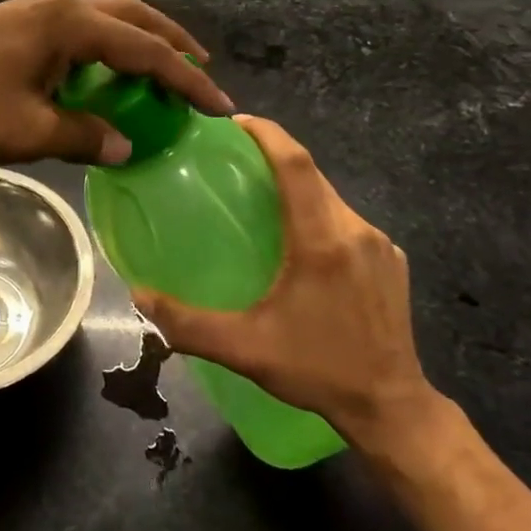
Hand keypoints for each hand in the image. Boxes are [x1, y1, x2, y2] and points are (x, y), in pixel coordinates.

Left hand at [0, 0, 232, 164]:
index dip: (186, 80)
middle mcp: (58, 7)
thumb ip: (84, 136)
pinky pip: (76, 28)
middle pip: (131, 17)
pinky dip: (103, 46)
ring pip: (103, 18)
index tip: (219, 107)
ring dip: (136, 40)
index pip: (145, 51)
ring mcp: (33, 10)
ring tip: (158, 69)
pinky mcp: (13, 22)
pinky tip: (100, 72)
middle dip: (170, 42)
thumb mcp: (28, 130)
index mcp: (70, 25)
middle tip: (200, 70)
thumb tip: (125, 145)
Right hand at [131, 115, 445, 457]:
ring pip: (330, 197)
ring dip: (297, 187)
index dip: (267, 134)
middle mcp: (355, 231)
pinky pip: (347, 220)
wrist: (393, 409)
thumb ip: (186, 323)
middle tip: (234, 159)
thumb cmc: (318, 370)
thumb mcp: (245, 348)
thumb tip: (137, 295)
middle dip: (275, 156)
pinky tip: (299, 238)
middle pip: (312, 175)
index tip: (235, 122)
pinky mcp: (391, 262)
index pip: (296, 164)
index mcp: (322, 240)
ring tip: (260, 195)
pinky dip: (318, 212)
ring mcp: (380, 245)